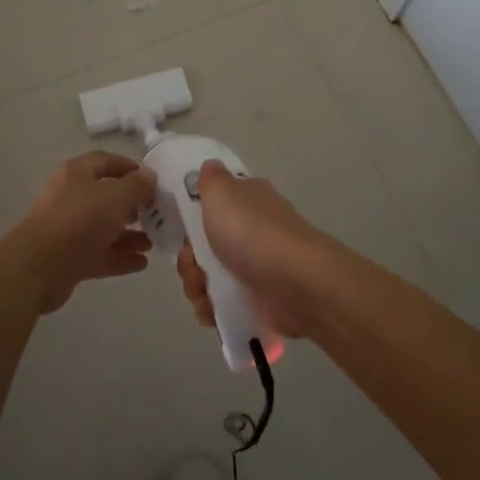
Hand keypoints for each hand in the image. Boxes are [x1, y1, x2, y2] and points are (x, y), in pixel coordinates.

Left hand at [6, 151, 156, 312]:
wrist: (38, 268)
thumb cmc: (79, 221)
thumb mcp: (115, 197)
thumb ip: (137, 185)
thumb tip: (149, 175)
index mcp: (77, 174)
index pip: (106, 161)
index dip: (130, 168)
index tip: (153, 180)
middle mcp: (71, 197)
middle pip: (106, 196)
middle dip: (133, 205)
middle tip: (156, 213)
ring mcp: (68, 229)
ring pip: (104, 228)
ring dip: (129, 234)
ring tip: (154, 242)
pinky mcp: (69, 258)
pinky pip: (99, 253)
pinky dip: (120, 257)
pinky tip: (142, 263)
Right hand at [174, 162, 332, 338]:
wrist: (295, 285)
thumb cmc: (253, 233)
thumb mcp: (222, 192)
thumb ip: (210, 178)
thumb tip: (210, 166)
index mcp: (248, 201)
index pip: (213, 206)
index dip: (191, 221)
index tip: (183, 233)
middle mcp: (254, 231)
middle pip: (206, 246)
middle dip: (190, 261)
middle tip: (193, 267)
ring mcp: (258, 268)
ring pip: (211, 277)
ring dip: (197, 288)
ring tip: (203, 296)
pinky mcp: (260, 301)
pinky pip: (225, 305)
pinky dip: (212, 310)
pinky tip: (211, 313)